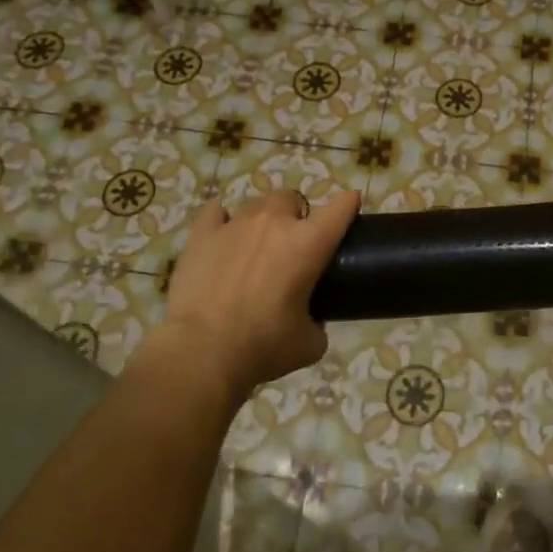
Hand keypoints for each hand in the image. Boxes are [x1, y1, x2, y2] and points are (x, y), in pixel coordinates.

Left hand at [136, 188, 360, 403]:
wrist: (203, 353)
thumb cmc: (264, 347)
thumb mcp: (309, 344)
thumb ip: (318, 324)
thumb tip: (311, 323)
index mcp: (309, 244)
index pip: (340, 208)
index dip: (348, 205)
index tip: (350, 207)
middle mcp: (274, 223)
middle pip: (291, 198)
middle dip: (295, 215)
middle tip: (291, 245)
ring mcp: (235, 224)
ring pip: (255, 204)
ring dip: (261, 220)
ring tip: (254, 246)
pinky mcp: (202, 235)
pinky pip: (214, 212)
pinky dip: (221, 220)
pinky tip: (221, 237)